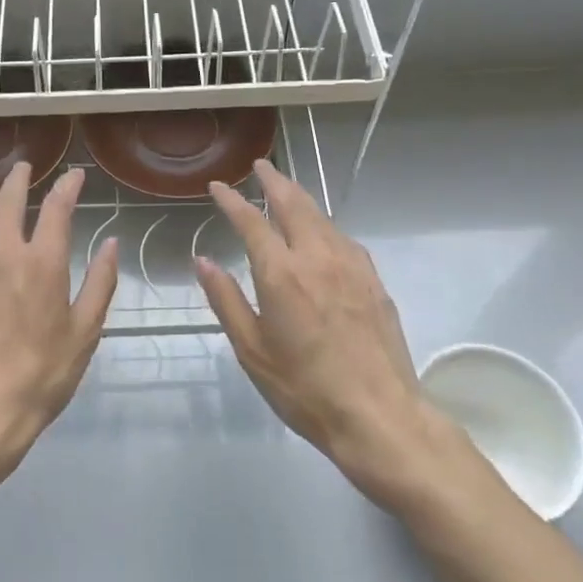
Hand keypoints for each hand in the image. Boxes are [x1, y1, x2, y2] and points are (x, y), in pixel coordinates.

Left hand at [0, 162, 118, 476]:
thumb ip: (100, 283)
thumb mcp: (85, 332)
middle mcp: (1, 253)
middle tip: (24, 168)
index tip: (75, 175)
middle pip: (8, 201)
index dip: (67, 186)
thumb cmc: (41, 375)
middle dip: (19, 179)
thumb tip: (111, 244)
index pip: (56, 207)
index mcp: (42, 262)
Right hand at [195, 159, 463, 509]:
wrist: (379, 416)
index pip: (252, 222)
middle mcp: (317, 258)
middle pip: (294, 204)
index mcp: (282, 274)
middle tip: (260, 166)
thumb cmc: (304, 389)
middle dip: (274, 180)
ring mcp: (351, 266)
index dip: (232, 200)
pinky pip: (343, 238)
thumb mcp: (252, 351)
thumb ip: (227, 300)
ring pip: (322, 217)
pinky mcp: (374, 280)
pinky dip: (324, 224)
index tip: (218, 186)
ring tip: (287, 190)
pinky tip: (322, 233)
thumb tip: (203, 261)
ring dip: (300, 197)